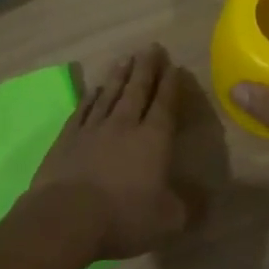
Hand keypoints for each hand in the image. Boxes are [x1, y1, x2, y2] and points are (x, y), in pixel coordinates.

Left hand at [30, 43, 187, 259]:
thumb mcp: (168, 221)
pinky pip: (83, 110)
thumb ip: (186, 207)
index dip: (171, 85)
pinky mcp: (66, 139)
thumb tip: (203, 199)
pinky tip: (95, 89)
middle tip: (151, 47)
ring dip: (119, 75)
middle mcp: (124, 126)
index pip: (165, 105)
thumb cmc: (124, 218)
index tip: (174, 66)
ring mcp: (92, 129)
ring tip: (126, 57)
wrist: (66, 218)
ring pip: (110, 94)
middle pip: (137, 90)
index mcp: (153, 140)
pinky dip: (91, 96)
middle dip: (147, 68)